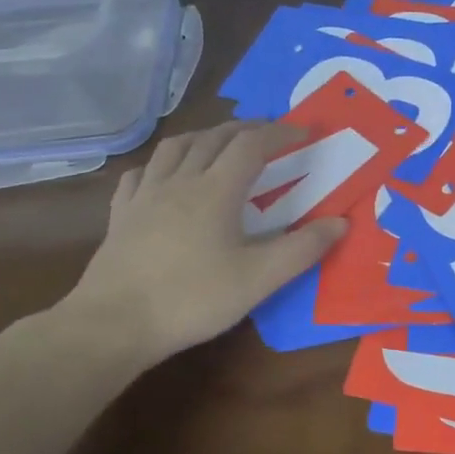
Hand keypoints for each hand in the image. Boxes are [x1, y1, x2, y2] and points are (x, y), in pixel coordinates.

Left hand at [55, 121, 346, 361]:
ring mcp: (145, 195)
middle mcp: (180, 181)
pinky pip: (141, 173)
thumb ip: (302, 249)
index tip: (304, 132)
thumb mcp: (259, 279)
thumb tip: (341, 222)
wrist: (114, 324)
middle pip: (214, 138)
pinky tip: (163, 176)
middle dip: (246, 129)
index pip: (252, 145)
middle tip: (268, 134)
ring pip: (175, 147)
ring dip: (204, 136)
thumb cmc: (192, 299)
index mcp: (216, 190)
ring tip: (219, 144)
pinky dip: (161, 164)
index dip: (280, 133)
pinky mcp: (121, 215)